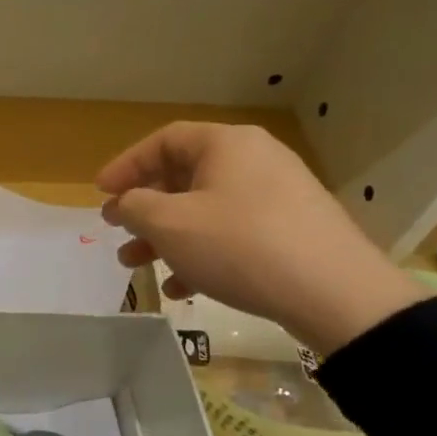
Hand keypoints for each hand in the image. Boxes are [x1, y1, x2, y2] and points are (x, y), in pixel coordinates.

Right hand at [97, 123, 427, 355]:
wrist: (336, 294)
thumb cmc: (239, 245)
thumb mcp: (170, 224)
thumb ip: (135, 206)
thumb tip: (127, 203)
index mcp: (226, 144)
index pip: (163, 141)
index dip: (126, 166)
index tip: (100, 194)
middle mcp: (254, 160)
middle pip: (183, 177)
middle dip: (144, 209)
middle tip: (117, 231)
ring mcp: (278, 196)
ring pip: (205, 210)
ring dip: (166, 237)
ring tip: (139, 266)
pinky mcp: (292, 231)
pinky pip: (232, 234)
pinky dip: (201, 254)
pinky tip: (183, 289)